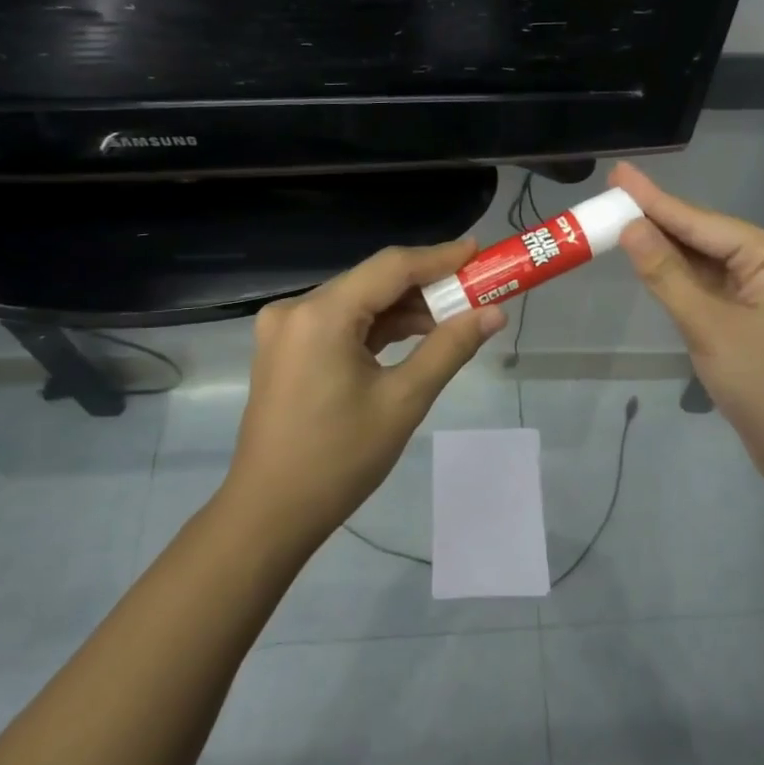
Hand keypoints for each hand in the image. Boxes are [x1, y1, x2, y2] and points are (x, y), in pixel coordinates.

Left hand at [223, 241, 506, 549]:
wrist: (270, 513)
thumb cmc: (339, 460)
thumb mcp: (403, 401)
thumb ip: (449, 348)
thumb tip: (493, 314)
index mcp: (321, 315)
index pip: (391, 267)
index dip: (439, 257)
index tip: (479, 251)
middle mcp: (297, 309)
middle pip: (373, 281)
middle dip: (426, 285)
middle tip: (476, 289)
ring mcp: (286, 328)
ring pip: (359, 301)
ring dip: (404, 308)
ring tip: (455, 317)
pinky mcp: (287, 348)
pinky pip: (341, 323)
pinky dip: (378, 327)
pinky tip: (415, 335)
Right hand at [609, 162, 763, 482]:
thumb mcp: (708, 326)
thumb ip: (666, 274)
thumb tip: (630, 227)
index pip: (701, 221)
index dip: (654, 200)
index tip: (620, 174)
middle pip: (705, 237)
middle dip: (658, 221)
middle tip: (613, 195)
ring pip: (707, 263)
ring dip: (667, 250)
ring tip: (622, 221)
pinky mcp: (757, 317)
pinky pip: (713, 287)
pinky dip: (682, 279)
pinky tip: (653, 263)